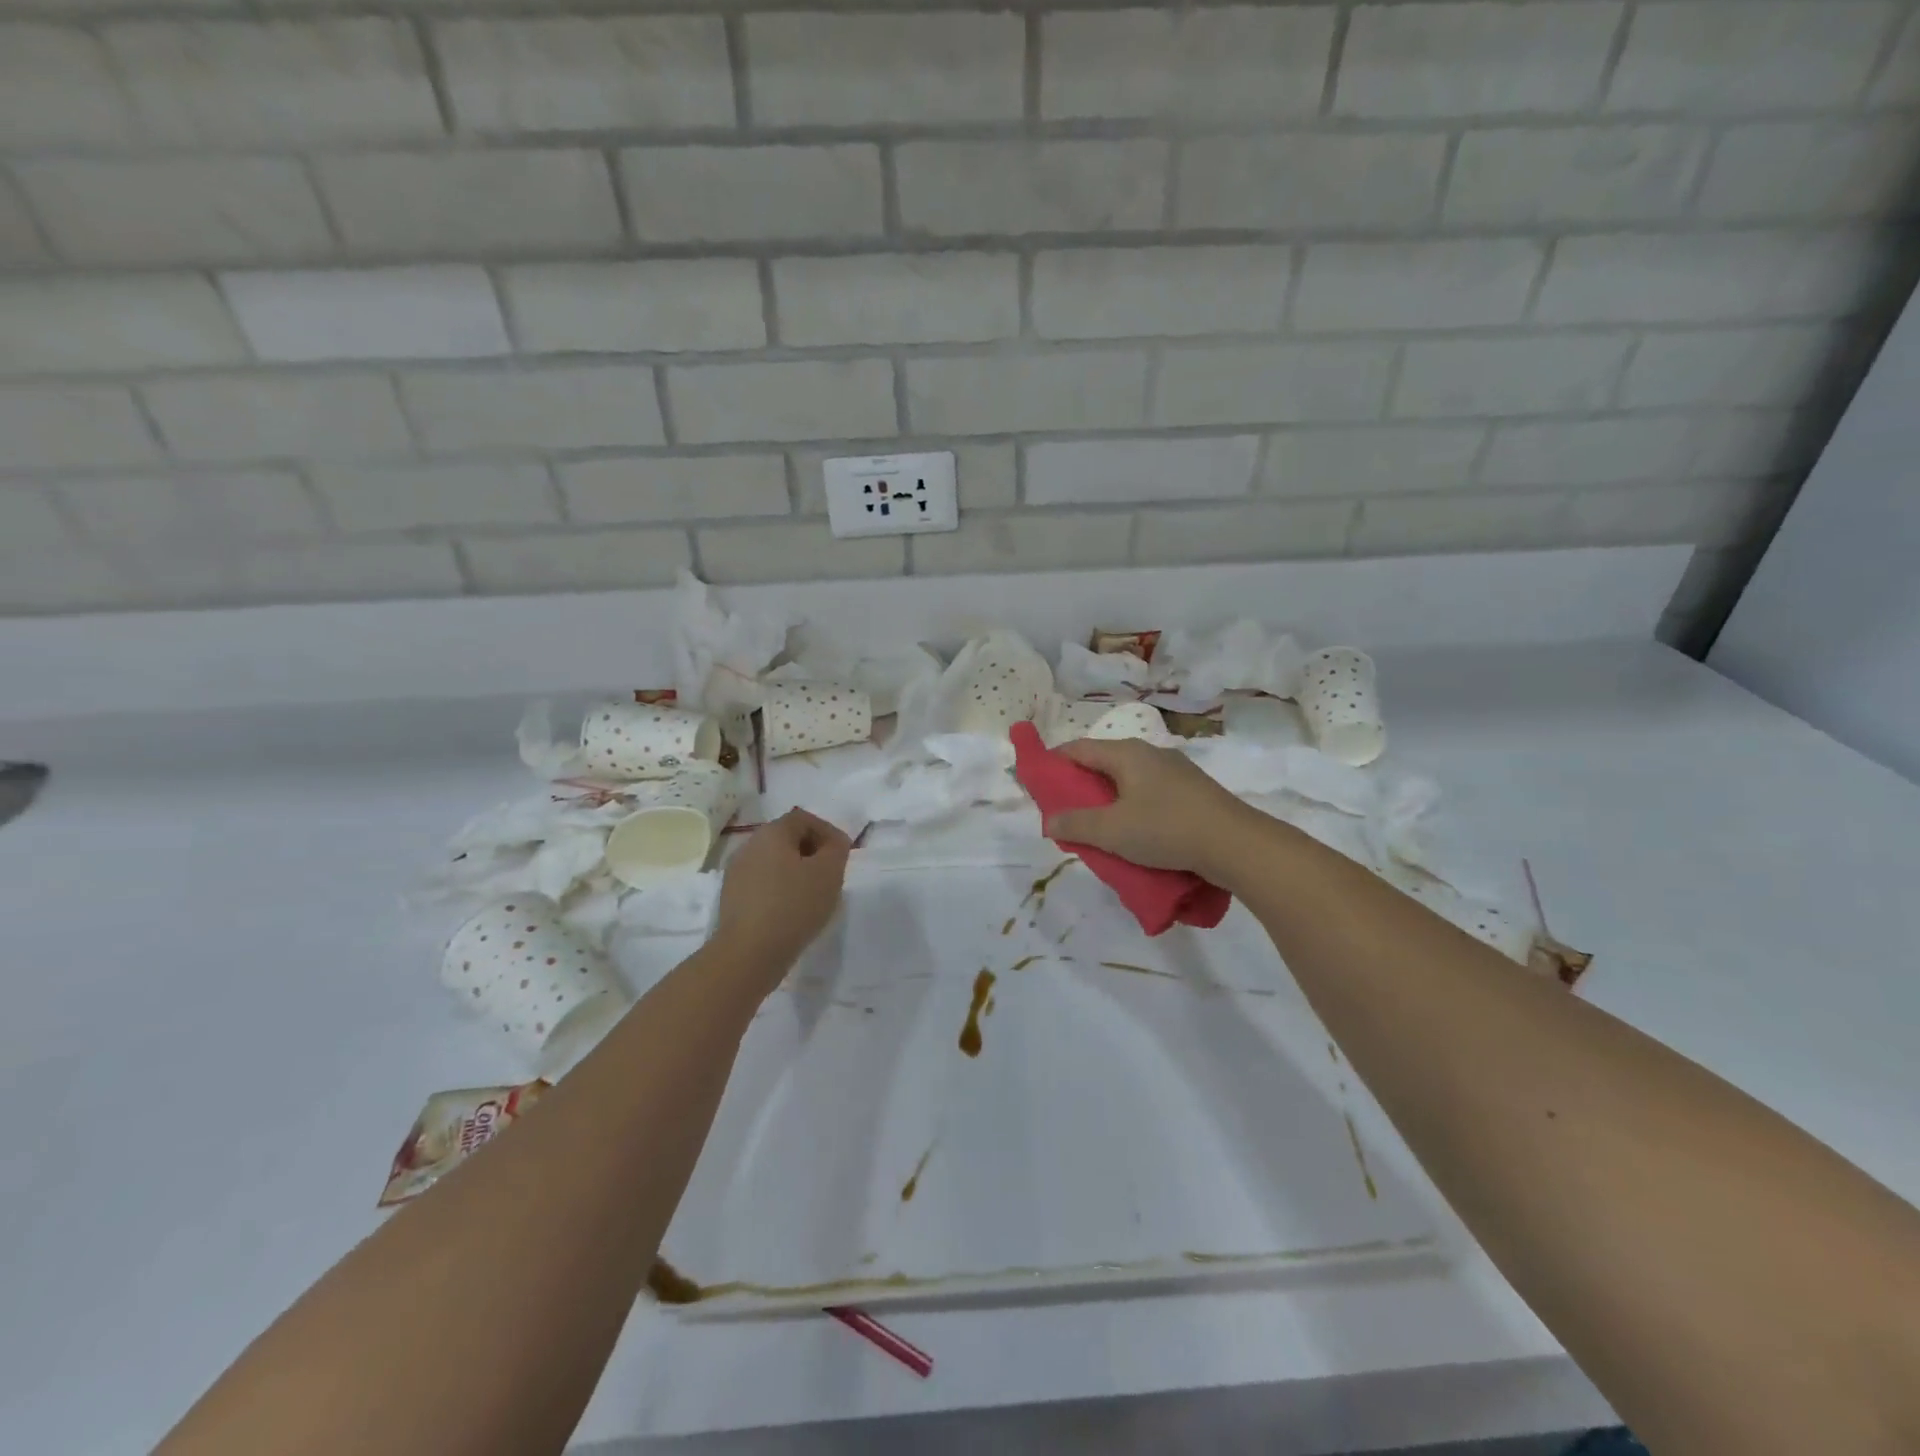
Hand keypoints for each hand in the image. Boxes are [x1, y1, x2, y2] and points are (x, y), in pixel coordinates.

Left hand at [713, 809, 851, 971]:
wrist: (748, 953)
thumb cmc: (794, 905)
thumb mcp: (829, 872)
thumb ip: (837, 849)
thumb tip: (833, 843)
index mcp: (771, 833)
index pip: (804, 818)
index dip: (827, 831)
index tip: (843, 855)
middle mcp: (749, 846)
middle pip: (787, 838)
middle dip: (812, 852)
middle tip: (831, 874)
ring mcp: (736, 873)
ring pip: (774, 862)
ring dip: (796, 872)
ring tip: (814, 896)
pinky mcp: (731, 899)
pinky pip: (763, 884)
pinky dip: (781, 890)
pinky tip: (792, 912)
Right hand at [1043, 738, 1254, 881]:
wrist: (1236, 844)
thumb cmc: (1166, 829)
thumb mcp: (1112, 831)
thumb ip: (1075, 824)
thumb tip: (1049, 820)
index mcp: (1126, 753)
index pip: (1078, 748)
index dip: (1053, 763)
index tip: (1038, 784)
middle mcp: (1150, 753)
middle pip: (1103, 763)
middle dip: (1080, 786)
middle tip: (1067, 813)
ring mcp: (1175, 770)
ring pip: (1128, 780)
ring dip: (1108, 799)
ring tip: (1100, 828)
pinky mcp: (1193, 791)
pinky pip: (1150, 793)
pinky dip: (1133, 807)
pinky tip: (1137, 833)